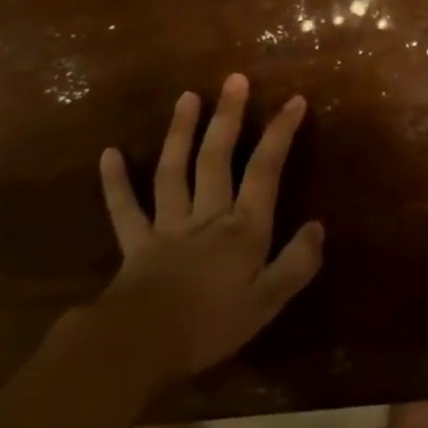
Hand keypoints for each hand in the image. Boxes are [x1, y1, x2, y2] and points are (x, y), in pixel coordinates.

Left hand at [98, 75, 324, 390]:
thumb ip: (296, 263)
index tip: (294, 100)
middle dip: (228, 117)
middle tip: (235, 79)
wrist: (140, 348)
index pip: (265, 171)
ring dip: (181, 132)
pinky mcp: (135, 243)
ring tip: (187, 96)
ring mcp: (168, 225)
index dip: (280, 134)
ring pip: (174, 170)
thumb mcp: (267, 302)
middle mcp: (207, 215)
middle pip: (217, 158)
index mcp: (242, 228)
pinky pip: (125, 209)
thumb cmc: (210, 326)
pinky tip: (108, 154)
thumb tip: (318, 226)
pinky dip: (116, 182)